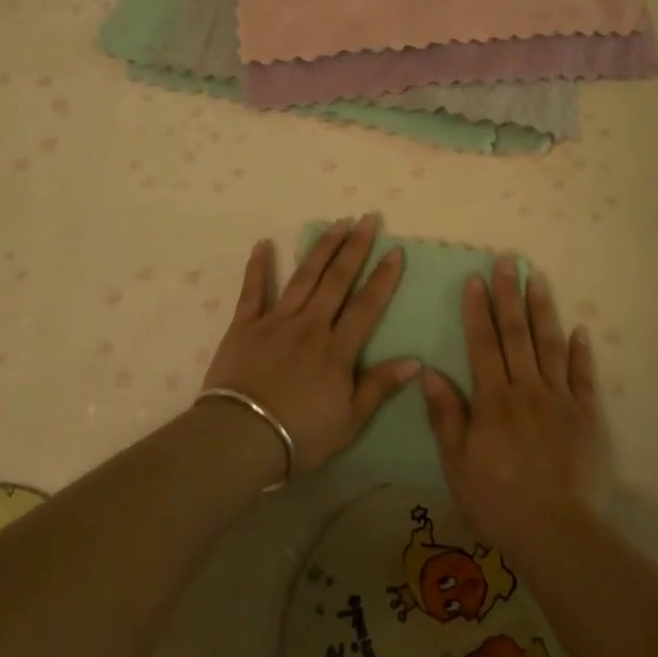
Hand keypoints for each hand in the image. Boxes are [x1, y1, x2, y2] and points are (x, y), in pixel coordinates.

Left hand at [200, 215, 419, 476]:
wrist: (242, 437)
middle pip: (337, 280)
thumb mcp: (350, 420)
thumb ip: (380, 386)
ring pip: (303, 277)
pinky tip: (263, 243)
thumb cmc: (300, 435)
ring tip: (336, 223)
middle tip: (368, 219)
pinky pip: (253, 290)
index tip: (395, 250)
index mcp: (337, 349)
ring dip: (321, 248)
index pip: (366, 305)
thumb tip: (415, 360)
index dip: (383, 277)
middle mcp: (310, 325)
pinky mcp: (244, 326)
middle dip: (355, 247)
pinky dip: (258, 266)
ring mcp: (276, 321)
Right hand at [421, 258, 606, 551]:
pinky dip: (581, 352)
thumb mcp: (457, 463)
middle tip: (508, 261)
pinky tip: (579, 330)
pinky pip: (584, 378)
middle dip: (510, 296)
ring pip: (550, 346)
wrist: (557, 533)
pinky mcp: (587, 418)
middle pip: (517, 334)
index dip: (478, 310)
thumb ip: (446, 416)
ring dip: (543, 311)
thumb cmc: (498, 500)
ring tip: (539, 279)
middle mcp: (527, 390)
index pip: (483, 344)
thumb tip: (430, 372)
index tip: (475, 279)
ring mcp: (561, 401)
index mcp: (494, 399)